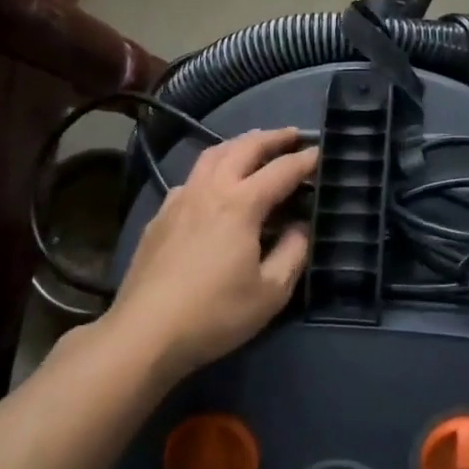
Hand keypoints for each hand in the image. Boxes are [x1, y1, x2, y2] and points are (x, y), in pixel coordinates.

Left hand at [107, 127, 318, 375]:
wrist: (144, 333)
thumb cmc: (215, 314)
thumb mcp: (271, 292)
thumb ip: (293, 252)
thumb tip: (301, 226)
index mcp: (241, 203)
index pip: (282, 170)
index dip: (306, 160)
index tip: (323, 152)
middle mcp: (210, 189)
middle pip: (244, 148)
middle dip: (272, 138)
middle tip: (293, 135)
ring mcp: (180, 199)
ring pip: (212, 155)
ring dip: (239, 144)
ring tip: (255, 146)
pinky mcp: (159, 216)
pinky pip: (192, 177)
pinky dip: (212, 168)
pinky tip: (214, 184)